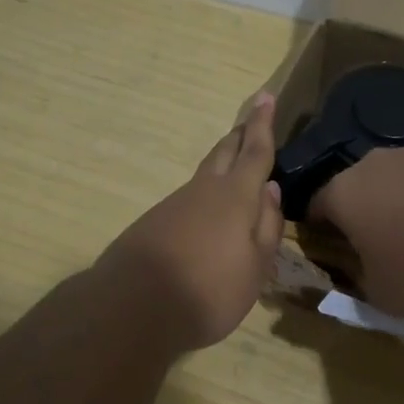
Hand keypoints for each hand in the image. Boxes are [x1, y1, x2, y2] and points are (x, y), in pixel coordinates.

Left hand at [98, 93, 285, 352]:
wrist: (131, 307)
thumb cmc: (209, 290)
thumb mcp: (255, 267)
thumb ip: (267, 226)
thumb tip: (271, 189)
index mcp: (235, 196)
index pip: (255, 151)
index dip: (262, 124)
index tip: (265, 96)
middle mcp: (204, 190)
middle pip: (224, 153)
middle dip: (240, 135)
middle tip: (251, 120)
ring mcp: (175, 204)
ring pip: (205, 174)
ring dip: (222, 163)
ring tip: (236, 164)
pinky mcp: (154, 222)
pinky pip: (189, 197)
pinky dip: (205, 194)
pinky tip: (207, 213)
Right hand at [307, 142, 403, 316]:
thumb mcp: (383, 296)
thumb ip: (364, 282)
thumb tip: (367, 273)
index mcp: (343, 195)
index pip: (316, 207)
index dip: (321, 229)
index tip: (335, 250)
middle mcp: (372, 164)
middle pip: (358, 186)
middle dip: (365, 211)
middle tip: (383, 242)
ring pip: (398, 176)